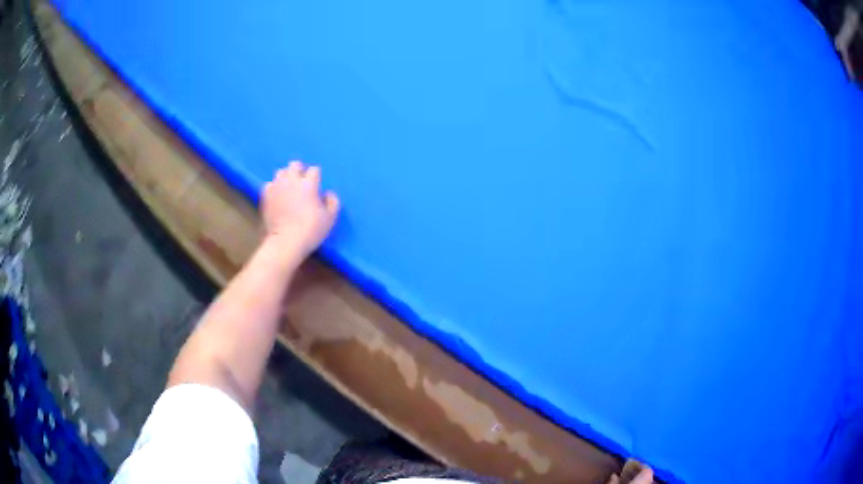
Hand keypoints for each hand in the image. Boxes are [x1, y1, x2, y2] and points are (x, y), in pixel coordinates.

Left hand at [261, 161, 339, 257]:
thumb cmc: (310, 230)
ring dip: (286, 177)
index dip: (316, 177)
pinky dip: (274, 188)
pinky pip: (270, 184)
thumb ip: (333, 202)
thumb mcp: (330, 218)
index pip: (314, 170)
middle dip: (300, 170)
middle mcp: (291, 180)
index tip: (317, 185)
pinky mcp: (265, 195)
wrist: (285, 242)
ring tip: (288, 187)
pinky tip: (277, 196)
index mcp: (309, 183)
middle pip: (295, 165)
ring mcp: (277, 187)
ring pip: (281, 172)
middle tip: (302, 182)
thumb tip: (328, 193)